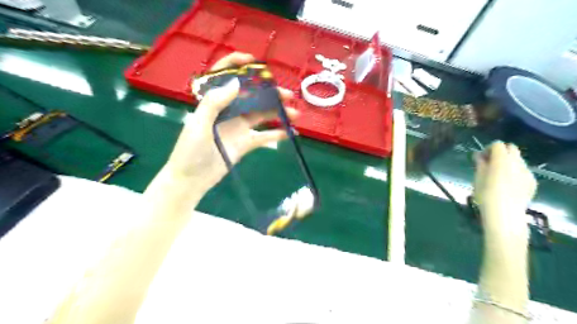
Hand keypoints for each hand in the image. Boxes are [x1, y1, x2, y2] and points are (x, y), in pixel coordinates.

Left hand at [162, 52, 296, 190]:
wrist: (192, 180)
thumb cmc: (190, 151)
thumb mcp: (199, 125)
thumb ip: (215, 103)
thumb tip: (237, 82)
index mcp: (214, 103)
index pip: (224, 77)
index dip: (237, 66)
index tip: (255, 63)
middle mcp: (229, 112)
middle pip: (252, 97)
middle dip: (270, 93)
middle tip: (288, 95)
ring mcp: (239, 127)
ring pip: (262, 116)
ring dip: (278, 113)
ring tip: (295, 114)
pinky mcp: (245, 143)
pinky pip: (264, 136)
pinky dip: (277, 134)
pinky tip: (290, 132)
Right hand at [473, 142, 536, 239]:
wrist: (504, 214)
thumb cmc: (486, 194)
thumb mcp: (477, 178)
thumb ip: (480, 164)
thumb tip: (479, 156)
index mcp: (501, 159)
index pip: (497, 144)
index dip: (488, 149)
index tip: (481, 159)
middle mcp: (517, 162)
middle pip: (511, 148)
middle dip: (501, 153)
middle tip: (490, 164)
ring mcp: (527, 172)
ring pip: (518, 160)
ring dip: (508, 162)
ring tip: (499, 175)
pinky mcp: (532, 182)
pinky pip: (523, 171)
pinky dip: (515, 173)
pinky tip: (508, 185)